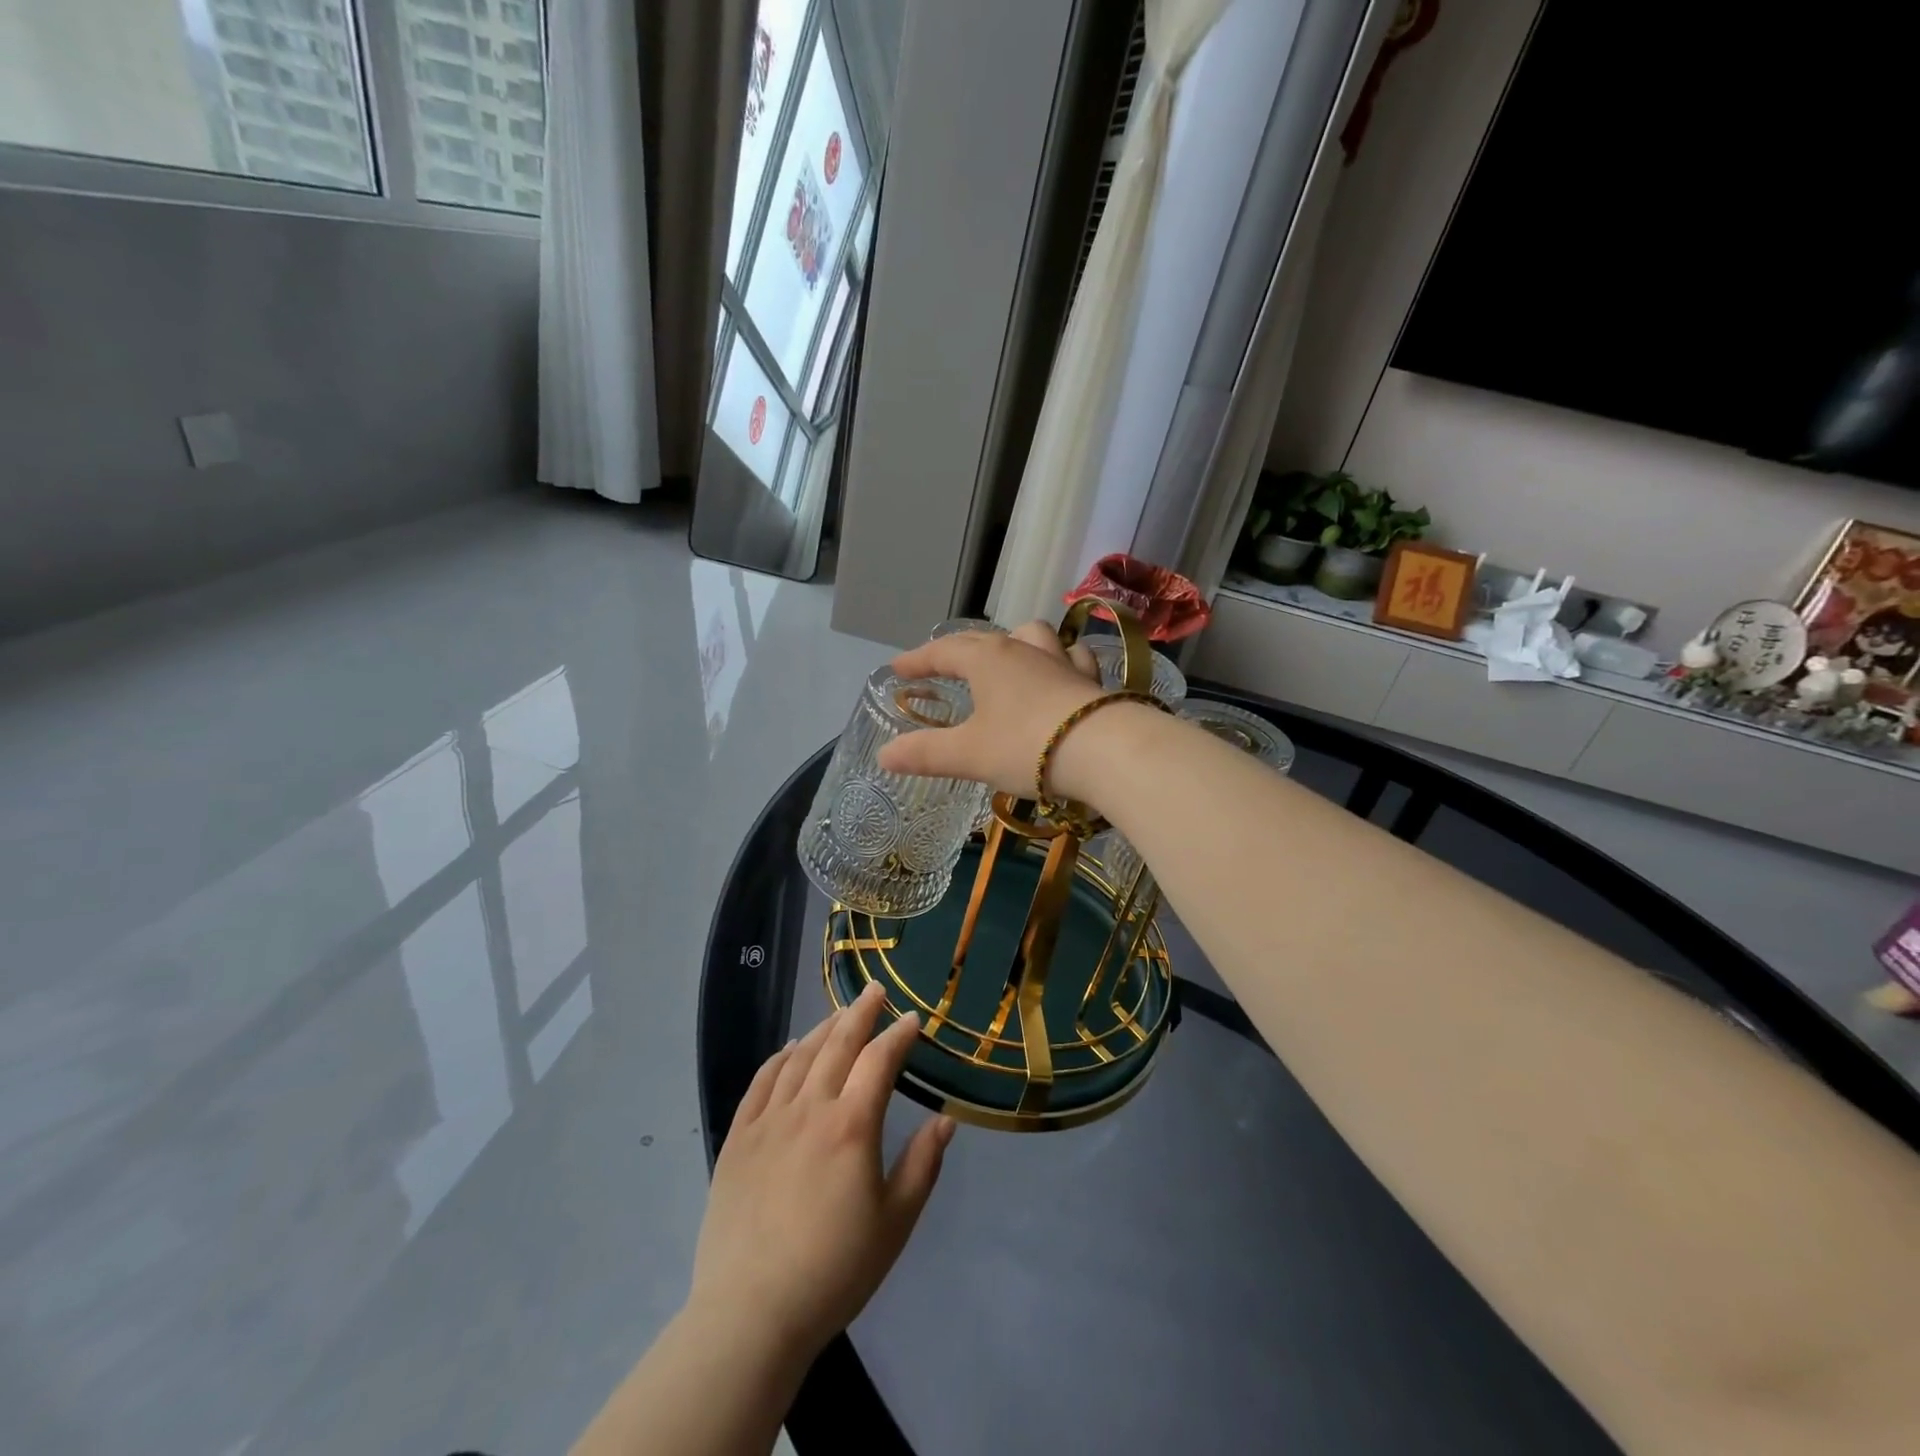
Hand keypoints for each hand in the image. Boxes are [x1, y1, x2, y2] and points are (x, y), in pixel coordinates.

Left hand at [689, 984, 955, 1371]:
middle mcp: (809, 1108)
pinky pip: (761, 1082)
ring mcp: (768, 1120)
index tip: (911, 1018)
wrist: (751, 1313)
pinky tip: (789, 1049)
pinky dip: (779, 1057)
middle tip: (874, 991)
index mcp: (851, 1125)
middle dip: (860, 1013)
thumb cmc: (834, 1270)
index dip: (897, 1034)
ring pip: (799, 1056)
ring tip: (839, 1014)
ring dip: (822, 1028)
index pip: (878, 1060)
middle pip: (837, 1044)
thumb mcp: (895, 1222)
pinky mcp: (738, 1138)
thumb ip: (922, 1164)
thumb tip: (945, 1119)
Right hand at [877, 622, 1107, 797]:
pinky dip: (1060, 661)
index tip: (898, 669)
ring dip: (1015, 642)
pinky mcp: (1091, 679)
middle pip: (982, 639)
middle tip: (942, 666)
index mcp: (986, 659)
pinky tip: (1061, 674)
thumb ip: (925, 753)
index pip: (942, 651)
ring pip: (1033, 634)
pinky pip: (1072, 657)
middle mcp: (1022, 649)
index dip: (917, 660)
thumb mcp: (968, 755)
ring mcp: (1060, 660)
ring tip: (1008, 659)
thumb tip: (884, 755)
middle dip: (957, 651)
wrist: (1105, 751)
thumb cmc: (1026, 746)